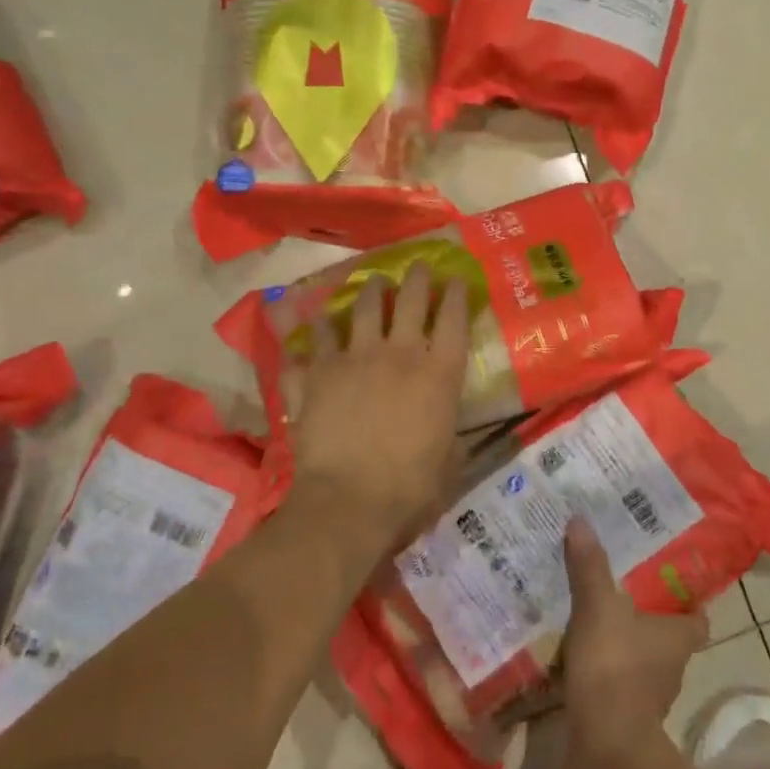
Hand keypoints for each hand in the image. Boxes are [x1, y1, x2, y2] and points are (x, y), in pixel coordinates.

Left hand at [283, 263, 469, 552]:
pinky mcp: (318, 374)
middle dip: (416, 277)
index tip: (455, 279)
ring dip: (370, 291)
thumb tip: (452, 434)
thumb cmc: (411, 488)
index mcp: (439, 374)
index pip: (453, 318)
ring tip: (374, 283)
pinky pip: (313, 342)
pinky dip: (313, 330)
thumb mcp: (449, 463)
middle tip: (417, 266)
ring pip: (363, 308)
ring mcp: (354, 359)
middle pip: (410, 300)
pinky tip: (312, 321)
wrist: (349, 502)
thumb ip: (451, 438)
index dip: (456, 294)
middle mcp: (399, 354)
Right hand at [562, 521, 707, 768]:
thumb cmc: (614, 667)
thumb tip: (581, 520)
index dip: (690, 606)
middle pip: (667, 641)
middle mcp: (670, 668)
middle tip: (621, 594)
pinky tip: (577, 660)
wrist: (604, 747)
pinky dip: (602, 676)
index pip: (698, 620)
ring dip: (623, 649)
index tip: (673, 588)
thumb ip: (590, 566)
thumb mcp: (598, 606)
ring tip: (593, 623)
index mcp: (676, 638)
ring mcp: (648, 699)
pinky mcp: (622, 720)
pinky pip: (614, 688)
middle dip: (648, 622)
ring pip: (640, 665)